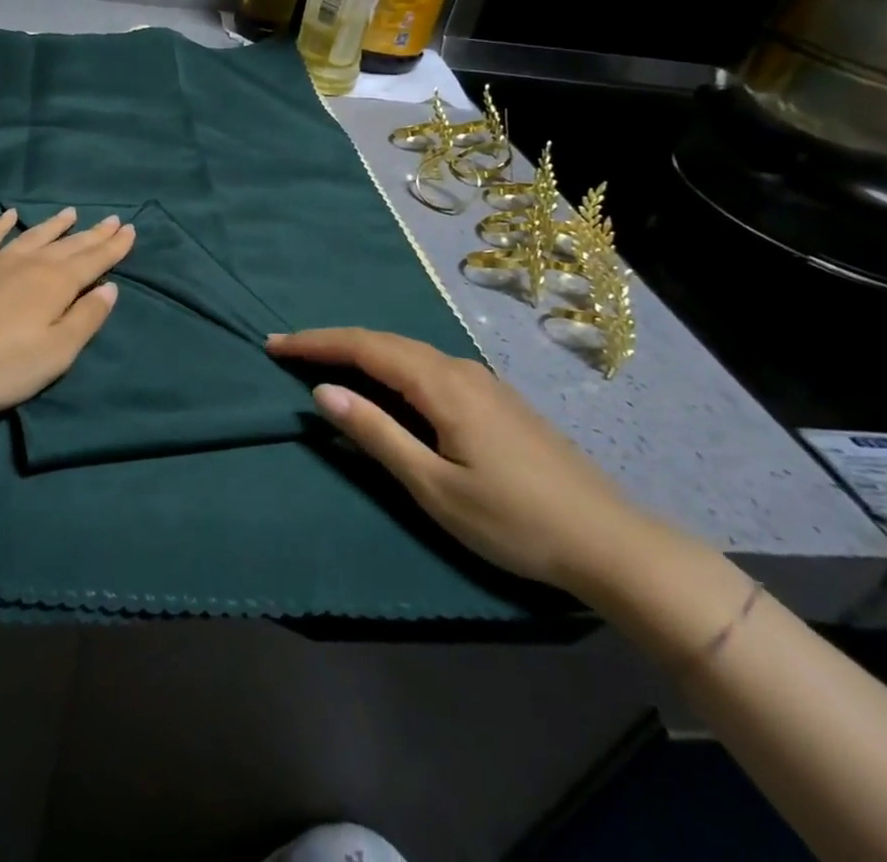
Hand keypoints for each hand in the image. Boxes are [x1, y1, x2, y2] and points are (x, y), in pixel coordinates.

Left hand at [0, 208, 135, 412]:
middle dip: (93, 234)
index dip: (114, 246)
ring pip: (34, 236)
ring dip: (55, 225)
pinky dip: (2, 224)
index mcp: (57, 284)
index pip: (94, 261)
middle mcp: (31, 264)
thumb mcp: (56, 353)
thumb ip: (85, 318)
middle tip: (113, 219)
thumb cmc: (0, 364)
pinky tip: (9, 215)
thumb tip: (109, 288)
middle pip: (69, 245)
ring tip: (72, 212)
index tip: (130, 229)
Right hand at [267, 328, 667, 596]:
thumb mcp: (434, 486)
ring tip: (325, 362)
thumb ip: (376, 434)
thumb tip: (322, 391)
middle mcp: (459, 369)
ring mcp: (481, 382)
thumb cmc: (515, 521)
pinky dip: (390, 365)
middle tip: (288, 351)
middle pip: (384, 342)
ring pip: (407, 352)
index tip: (274, 344)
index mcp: (440, 384)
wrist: (612, 544)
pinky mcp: (495, 399)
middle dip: (332, 342)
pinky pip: (428, 366)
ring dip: (361, 352)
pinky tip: (384, 383)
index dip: (316, 343)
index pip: (364, 347)